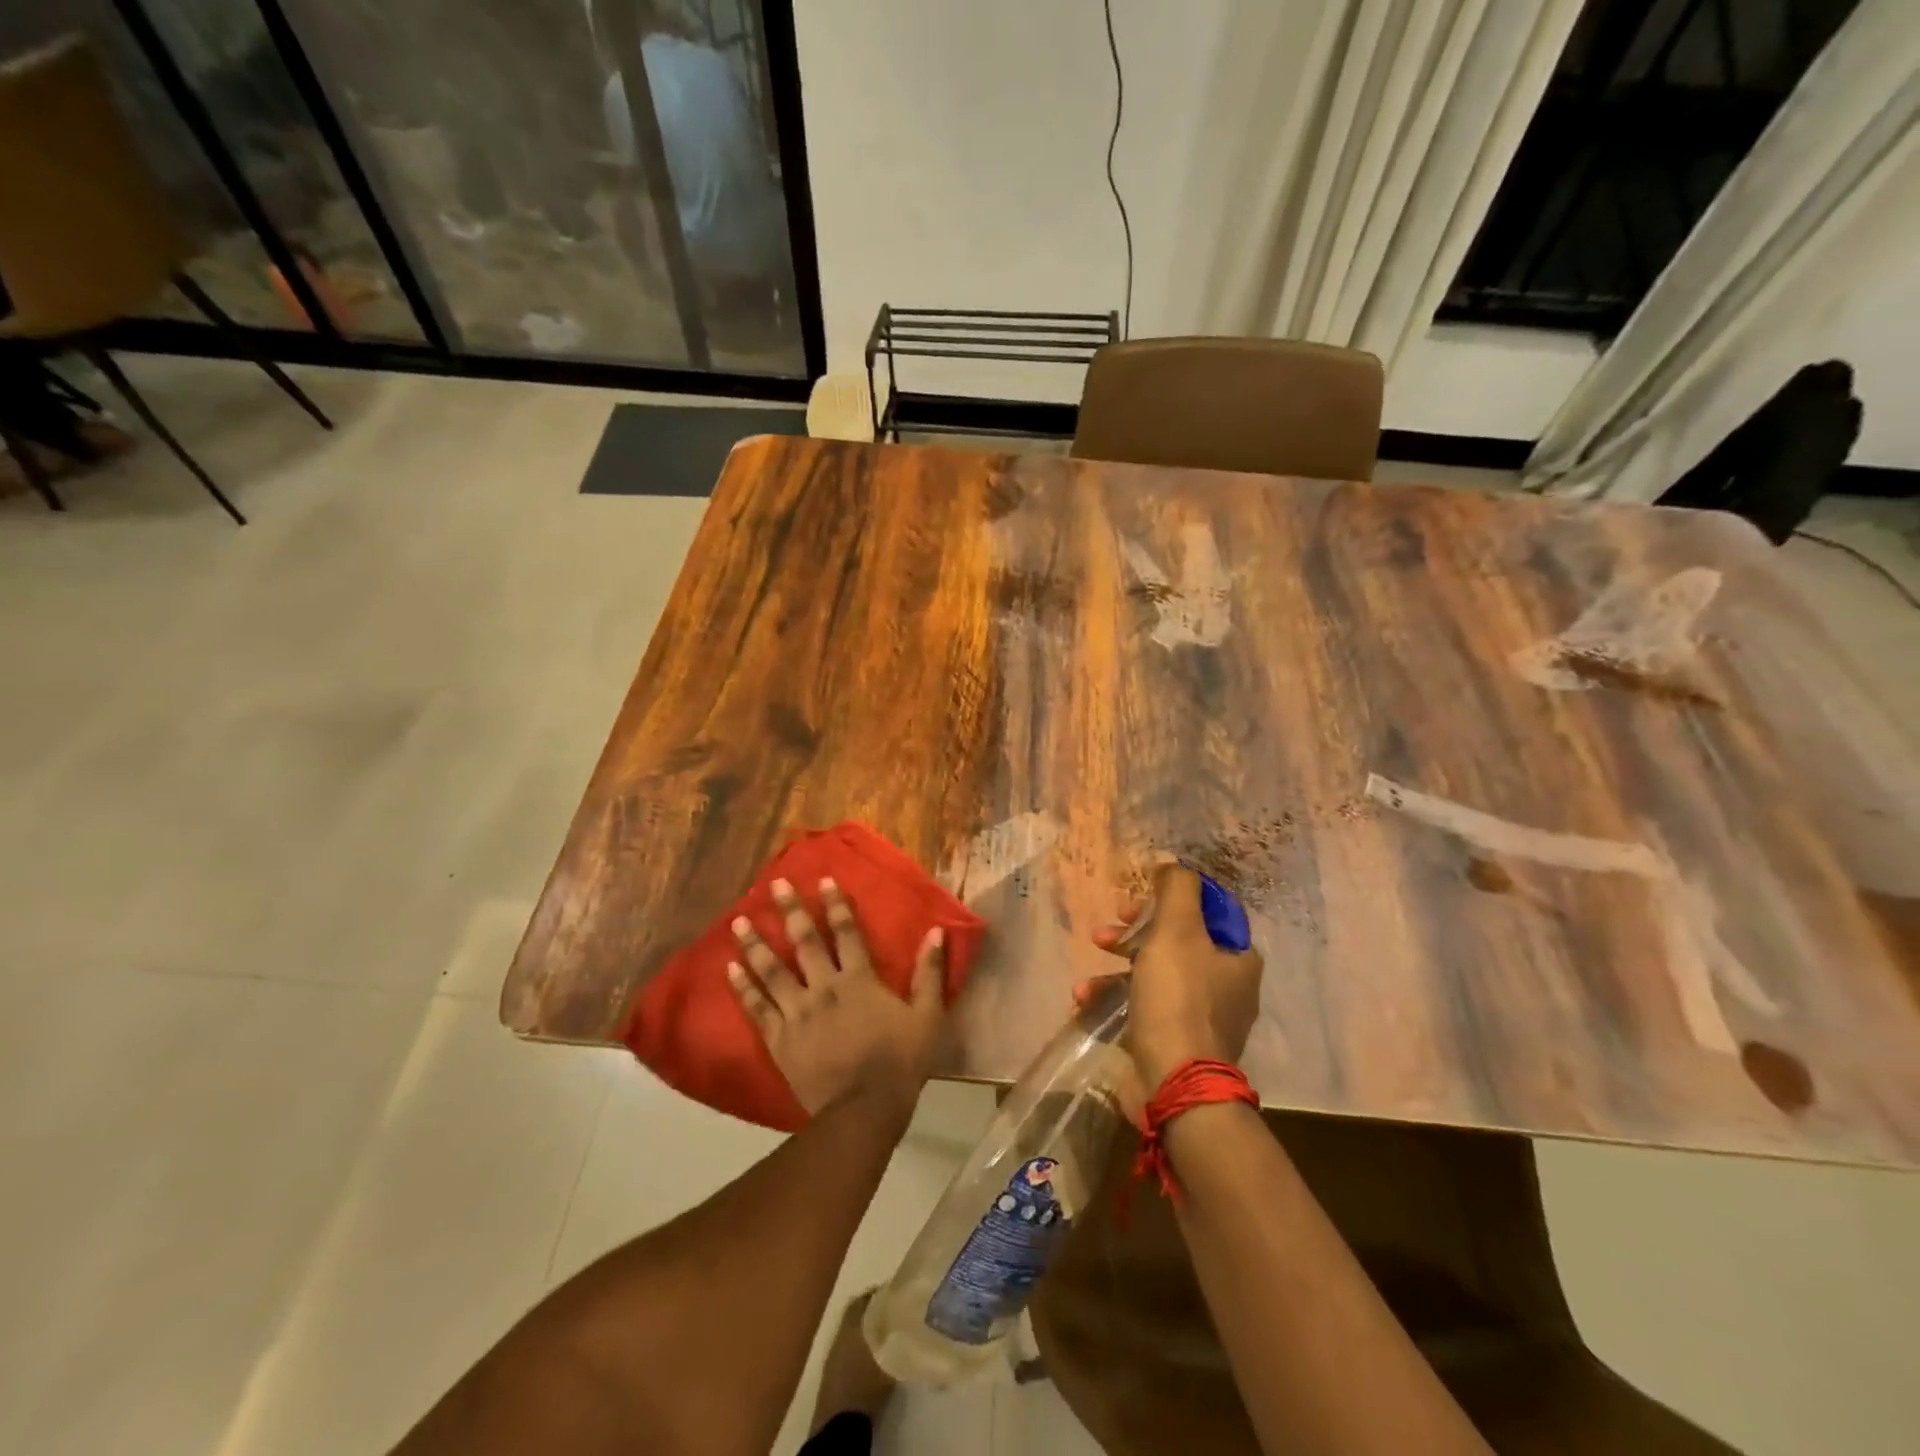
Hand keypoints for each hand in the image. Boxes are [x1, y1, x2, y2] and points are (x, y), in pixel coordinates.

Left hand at [729, 876, 947, 1120]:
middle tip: (774, 885)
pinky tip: (730, 970)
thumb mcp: (928, 1017)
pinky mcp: (780, 1039)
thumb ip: (930, 973)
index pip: (847, 933)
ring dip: (755, 944)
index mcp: (859, 980)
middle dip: (790, 911)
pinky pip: (758, 1008)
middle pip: (805, 943)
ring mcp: (798, 1013)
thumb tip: (937, 932)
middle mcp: (824, 988)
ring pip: (772, 971)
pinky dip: (744, 987)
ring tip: (739, 921)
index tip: (824, 880)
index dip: (836, 905)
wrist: (864, 1111)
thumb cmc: (901, 1062)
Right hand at [1095, 864, 1263, 1089]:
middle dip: (1137, 929)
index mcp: (1237, 956)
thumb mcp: (1177, 931)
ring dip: (1119, 962)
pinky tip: (1087, 997)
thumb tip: (1174, 866)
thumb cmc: (1178, 998)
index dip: (1171, 896)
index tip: (1140, 897)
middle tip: (1111, 927)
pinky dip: (1117, 996)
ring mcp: (1202, 1015)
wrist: (1175, 1084)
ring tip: (1090, 966)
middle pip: (1178, 938)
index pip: (1209, 908)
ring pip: (1157, 970)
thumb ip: (1177, 890)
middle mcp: (1227, 984)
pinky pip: (1145, 1004)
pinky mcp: (1177, 1039)